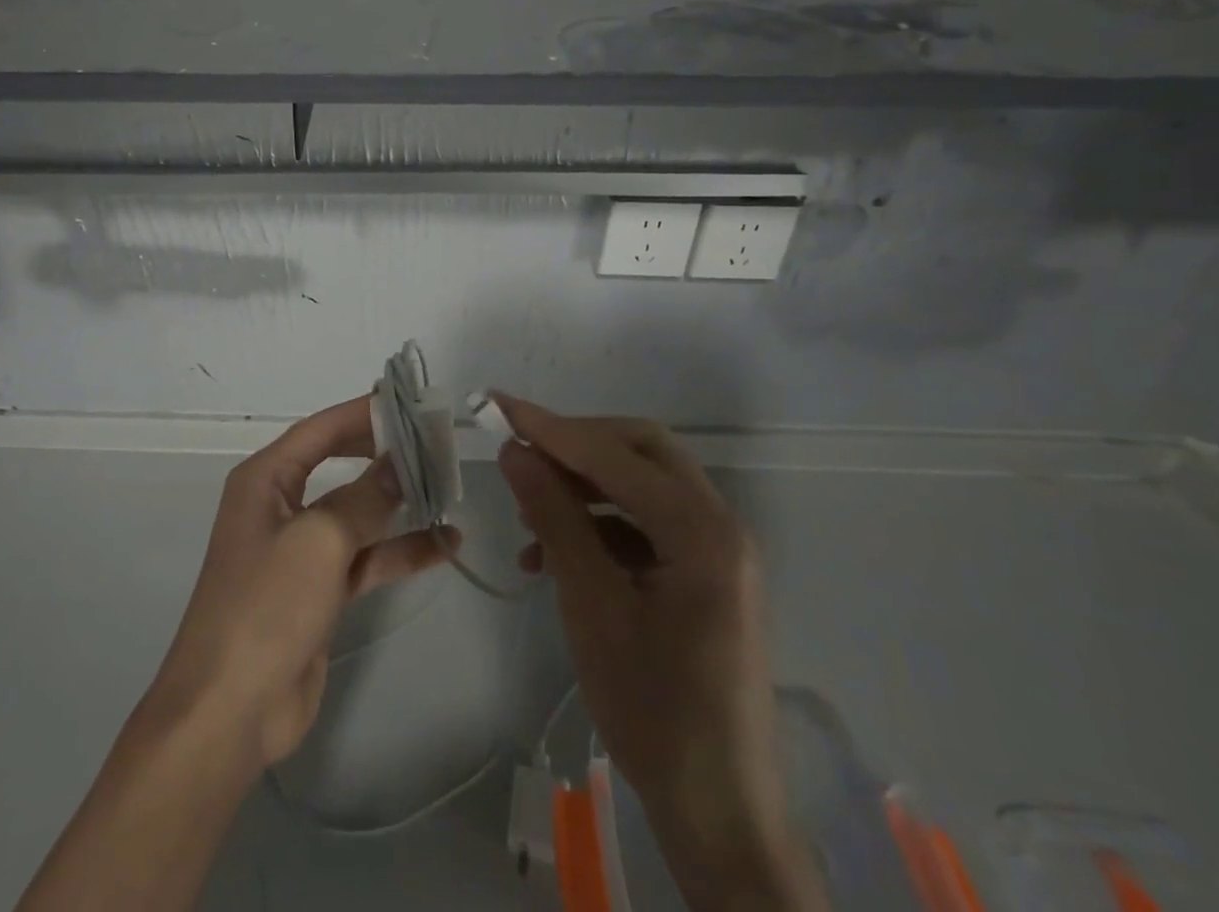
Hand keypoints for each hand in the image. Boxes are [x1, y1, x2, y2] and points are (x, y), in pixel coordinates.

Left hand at [144, 396, 454, 769]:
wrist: (230, 711)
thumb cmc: (266, 605)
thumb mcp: (319, 540)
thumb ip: (364, 497)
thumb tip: (399, 463)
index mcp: (266, 480)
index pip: (319, 430)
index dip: (361, 413)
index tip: (408, 403)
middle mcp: (281, 506)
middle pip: (340, 466)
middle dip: (385, 456)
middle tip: (435, 444)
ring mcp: (301, 551)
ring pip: (358, 514)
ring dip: (400, 505)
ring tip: (450, 491)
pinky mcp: (319, 591)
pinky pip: (365, 558)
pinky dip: (400, 551)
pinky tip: (445, 545)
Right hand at [496, 397, 825, 911]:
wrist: (720, 814)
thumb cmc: (654, 710)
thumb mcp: (592, 607)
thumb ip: (555, 518)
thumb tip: (516, 451)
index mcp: (701, 530)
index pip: (615, 454)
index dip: (552, 427)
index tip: (499, 405)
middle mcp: (717, 525)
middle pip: (640, 451)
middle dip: (576, 443)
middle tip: (522, 451)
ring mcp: (714, 550)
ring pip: (641, 484)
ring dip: (583, 485)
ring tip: (529, 509)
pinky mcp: (702, 574)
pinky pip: (646, 524)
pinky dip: (599, 524)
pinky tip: (553, 553)